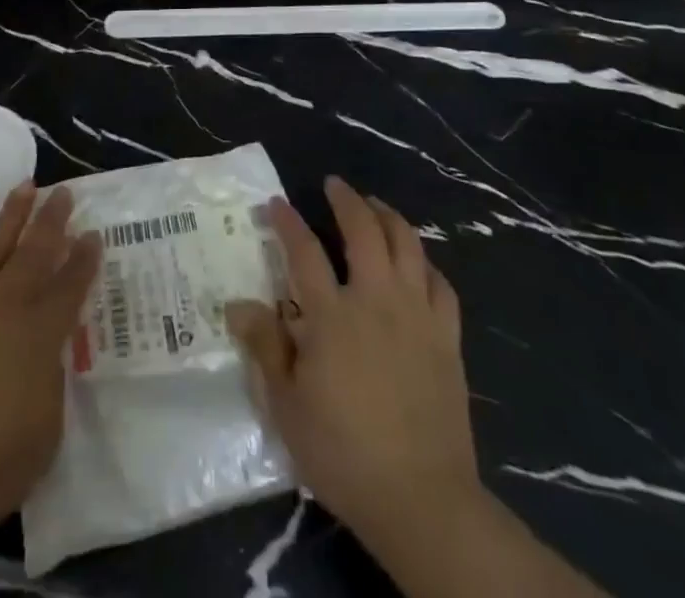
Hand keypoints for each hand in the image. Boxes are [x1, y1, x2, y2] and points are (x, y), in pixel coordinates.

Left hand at [0, 182, 101, 552]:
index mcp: (40, 335)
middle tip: (64, 192)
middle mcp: (5, 307)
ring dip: (11, 215)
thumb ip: (51, 378)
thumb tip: (47, 350)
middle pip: (35, 253)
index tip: (94, 234)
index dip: (85, 258)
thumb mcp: (47, 429)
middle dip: (52, 220)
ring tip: (25, 186)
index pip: (71, 286)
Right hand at [228, 177, 476, 554]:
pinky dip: (426, 264)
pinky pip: (441, 284)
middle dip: (347, 199)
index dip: (287, 221)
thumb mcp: (288, 407)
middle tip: (335, 185)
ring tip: (376, 206)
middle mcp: (376, 300)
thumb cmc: (344, 453)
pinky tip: (417, 263)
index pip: (304, 251)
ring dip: (389, 217)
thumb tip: (237, 304)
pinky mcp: (447, 337)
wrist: (422, 499)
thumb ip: (265, 348)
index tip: (275, 203)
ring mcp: (417, 315)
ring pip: (407, 245)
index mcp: (332, 316)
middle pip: (364, 230)